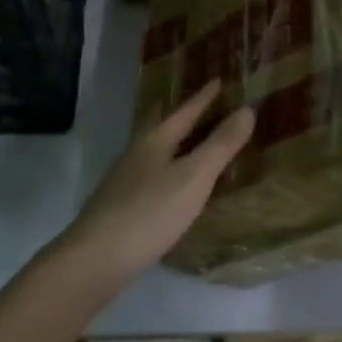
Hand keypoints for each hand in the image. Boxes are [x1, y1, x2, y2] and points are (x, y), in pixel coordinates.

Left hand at [57, 80, 255, 286]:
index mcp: (155, 140)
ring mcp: (125, 182)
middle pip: (169, 129)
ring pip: (160, 155)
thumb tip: (247, 109)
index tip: (219, 80)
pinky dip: (173, 175)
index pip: (186, 111)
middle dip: (192, 120)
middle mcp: (137, 154)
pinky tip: (179, 191)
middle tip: (215, 110)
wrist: (94, 261)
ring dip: (182, 148)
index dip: (205, 97)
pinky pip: (155, 179)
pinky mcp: (121, 208)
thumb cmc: (149, 212)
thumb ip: (220, 145)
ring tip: (201, 148)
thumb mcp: (193, 177)